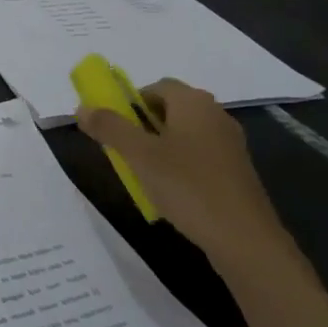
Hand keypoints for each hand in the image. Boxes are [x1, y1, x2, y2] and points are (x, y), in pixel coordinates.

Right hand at [77, 79, 293, 274]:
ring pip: (184, 133)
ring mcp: (230, 144)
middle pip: (170, 108)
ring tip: (143, 172)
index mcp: (194, 102)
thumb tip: (82, 108)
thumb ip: (109, 127)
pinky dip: (180, 164)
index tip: (114, 125)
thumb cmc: (188, 186)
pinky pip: (199, 156)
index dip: (130, 101)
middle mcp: (215, 115)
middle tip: (124, 149)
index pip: (155, 86)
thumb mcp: (139, 155)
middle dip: (142, 124)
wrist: (245, 240)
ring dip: (160, 146)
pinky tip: (171, 191)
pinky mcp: (236, 171)